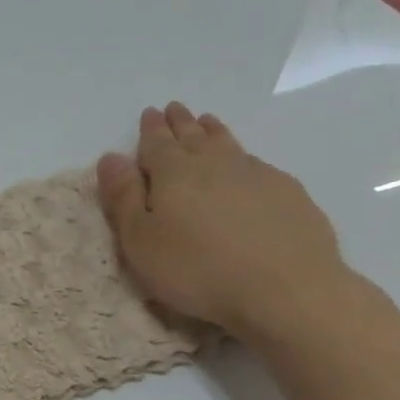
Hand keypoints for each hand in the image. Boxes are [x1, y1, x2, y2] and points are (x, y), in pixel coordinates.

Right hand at [96, 103, 352, 344]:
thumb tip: (111, 157)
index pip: (156, 143)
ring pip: (227, 143)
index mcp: (173, 173)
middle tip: (174, 110)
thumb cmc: (198, 270)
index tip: (149, 114)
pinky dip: (243, 156)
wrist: (285, 289)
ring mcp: (255, 174)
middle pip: (193, 136)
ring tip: (206, 122)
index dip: (150, 129)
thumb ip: (123, 198)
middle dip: (180, 123)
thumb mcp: (140, 242)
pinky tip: (245, 163)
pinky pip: (256, 163)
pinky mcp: (288, 192)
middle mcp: (214, 164)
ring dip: (212, 131)